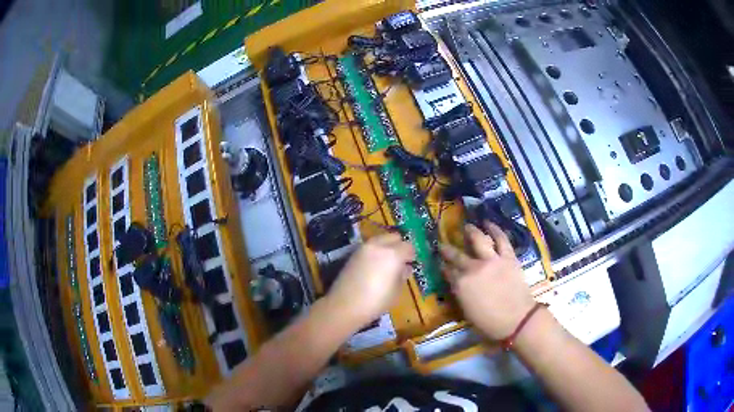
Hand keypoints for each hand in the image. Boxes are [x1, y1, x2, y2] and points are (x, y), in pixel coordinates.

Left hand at [326, 233, 414, 327]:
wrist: (345, 305)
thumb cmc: (376, 301)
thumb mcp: (396, 291)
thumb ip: (402, 276)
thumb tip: (405, 268)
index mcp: (393, 254)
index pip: (408, 247)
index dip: (411, 255)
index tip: (411, 264)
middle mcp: (379, 246)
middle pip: (394, 237)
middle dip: (399, 246)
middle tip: (400, 261)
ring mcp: (364, 248)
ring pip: (380, 240)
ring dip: (386, 247)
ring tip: (386, 264)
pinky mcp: (353, 254)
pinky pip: (369, 247)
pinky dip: (375, 252)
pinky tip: (374, 266)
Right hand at [440, 222, 535, 339]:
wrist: (516, 319)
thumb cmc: (489, 322)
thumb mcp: (467, 311)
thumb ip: (461, 294)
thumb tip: (458, 284)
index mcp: (461, 284)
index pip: (448, 271)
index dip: (443, 266)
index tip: (440, 262)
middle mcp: (473, 268)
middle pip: (457, 255)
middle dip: (448, 249)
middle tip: (443, 244)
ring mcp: (492, 260)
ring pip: (479, 240)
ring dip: (472, 231)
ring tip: (468, 226)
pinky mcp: (508, 257)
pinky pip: (501, 240)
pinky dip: (495, 230)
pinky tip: (489, 223)